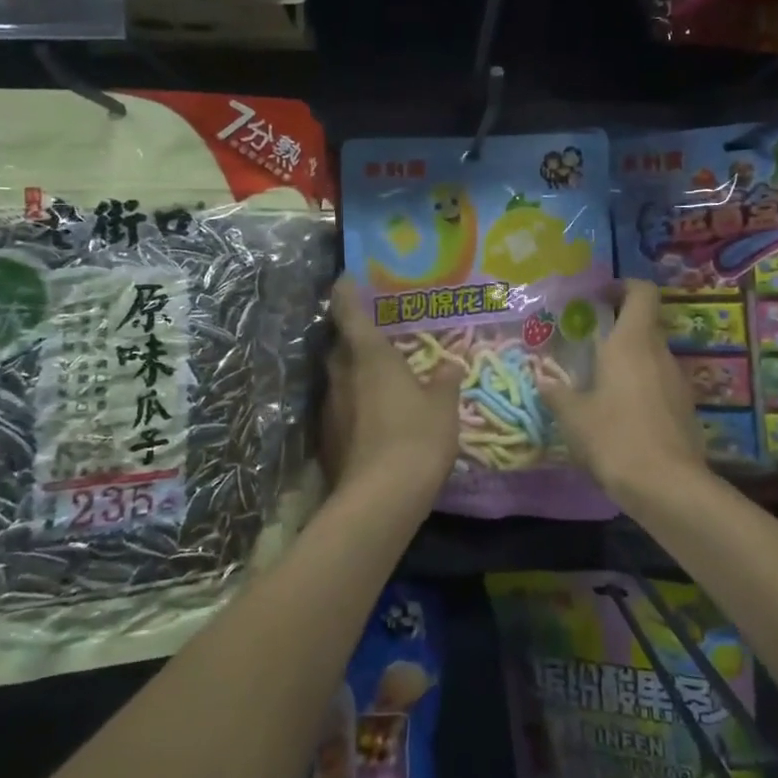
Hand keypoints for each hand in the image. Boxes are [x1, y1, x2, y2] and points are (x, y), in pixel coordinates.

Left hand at [321, 275, 462, 501]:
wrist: (380, 499)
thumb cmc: (418, 438)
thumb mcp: (443, 406)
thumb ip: (445, 381)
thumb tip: (450, 364)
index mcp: (370, 357)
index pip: (348, 313)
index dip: (345, 293)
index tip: (345, 279)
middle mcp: (342, 375)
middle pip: (339, 347)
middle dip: (352, 338)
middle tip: (375, 336)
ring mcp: (330, 408)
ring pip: (338, 379)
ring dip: (353, 375)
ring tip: (378, 380)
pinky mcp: (327, 439)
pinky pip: (340, 409)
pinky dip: (354, 406)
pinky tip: (374, 419)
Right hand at [539, 280, 707, 501]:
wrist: (667, 486)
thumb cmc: (615, 438)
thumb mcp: (574, 417)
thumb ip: (557, 394)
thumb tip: (544, 380)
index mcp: (632, 342)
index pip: (641, 292)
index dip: (623, 286)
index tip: (599, 297)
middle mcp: (659, 352)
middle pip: (644, 323)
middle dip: (617, 327)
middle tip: (587, 343)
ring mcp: (677, 380)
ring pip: (651, 355)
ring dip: (629, 360)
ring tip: (599, 382)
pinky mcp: (685, 408)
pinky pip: (659, 383)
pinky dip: (641, 386)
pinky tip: (620, 413)